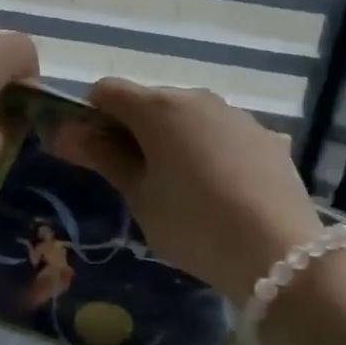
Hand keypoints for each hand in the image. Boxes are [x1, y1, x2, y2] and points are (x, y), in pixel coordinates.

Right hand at [48, 81, 323, 301]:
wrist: (280, 253)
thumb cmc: (194, 225)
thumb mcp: (140, 197)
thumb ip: (104, 158)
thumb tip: (65, 133)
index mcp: (158, 108)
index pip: (106, 91)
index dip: (90, 115)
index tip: (92, 151)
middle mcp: (196, 97)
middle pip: (149, 101)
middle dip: (133, 129)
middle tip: (134, 177)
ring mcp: (235, 113)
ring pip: (188, 116)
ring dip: (173, 138)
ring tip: (183, 187)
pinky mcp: (265, 134)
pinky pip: (221, 132)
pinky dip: (209, 148)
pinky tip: (221, 189)